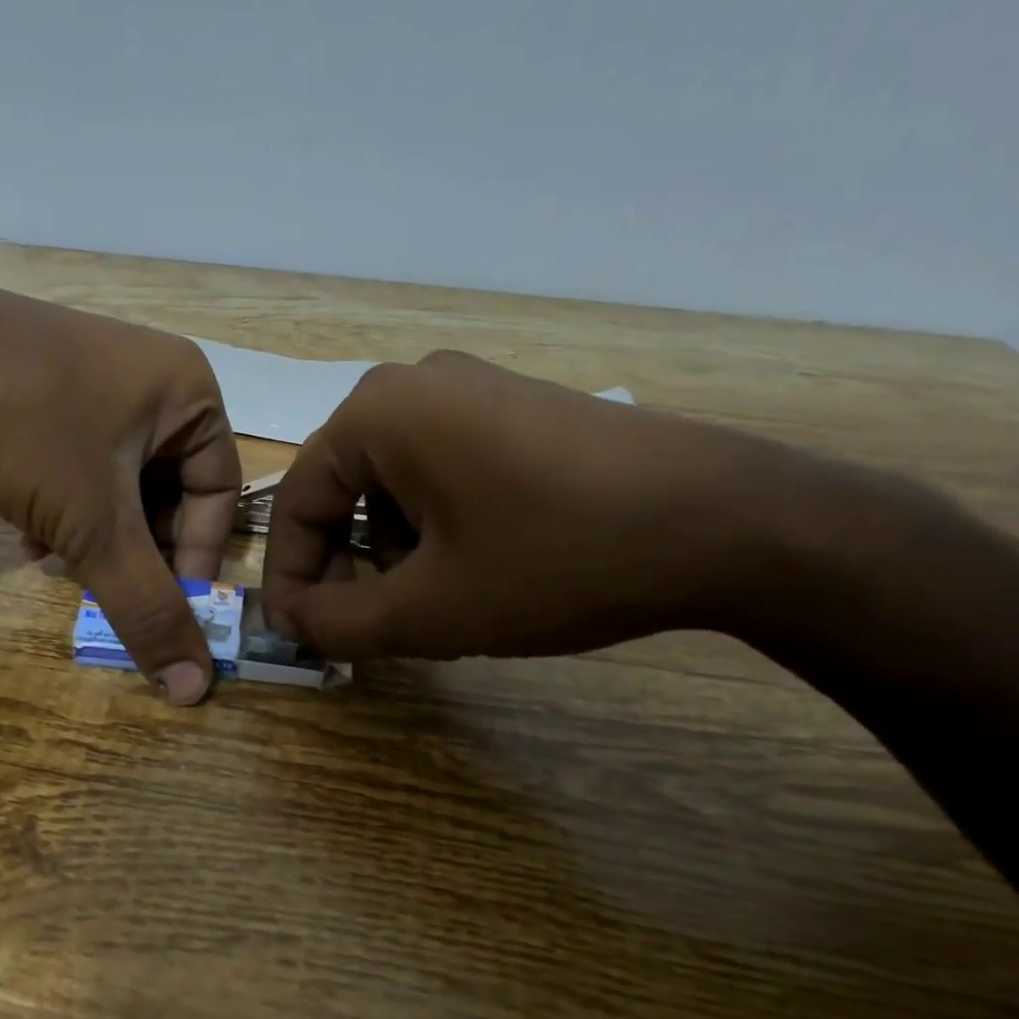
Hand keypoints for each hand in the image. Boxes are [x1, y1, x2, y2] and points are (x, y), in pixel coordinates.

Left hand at [0, 269, 240, 703]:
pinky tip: (27, 531)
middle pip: (167, 489)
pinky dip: (64, 503)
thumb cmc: (24, 427)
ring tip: (54, 558)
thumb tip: (195, 687)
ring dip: (95, 532)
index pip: (218, 492)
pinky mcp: (45, 385)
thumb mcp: (94, 525)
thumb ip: (146, 607)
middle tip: (102, 582)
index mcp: (187, 391)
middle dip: (134, 545)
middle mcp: (150, 376)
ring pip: (118, 481)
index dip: (194, 557)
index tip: (162, 607)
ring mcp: (93, 375)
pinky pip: (79, 460)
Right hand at [260, 351, 797, 659]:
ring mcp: (471, 389)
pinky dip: (438, 525)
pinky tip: (480, 565)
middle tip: (372, 626)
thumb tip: (290, 622)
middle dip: (349, 565)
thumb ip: (337, 623)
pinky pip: (442, 470)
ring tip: (440, 600)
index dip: (292, 577)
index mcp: (376, 412)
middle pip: (344, 490)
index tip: (300, 634)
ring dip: (395, 551)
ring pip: (393, 485)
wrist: (728, 522)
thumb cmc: (556, 559)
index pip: (297, 502)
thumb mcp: (430, 609)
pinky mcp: (516, 409)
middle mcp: (413, 384)